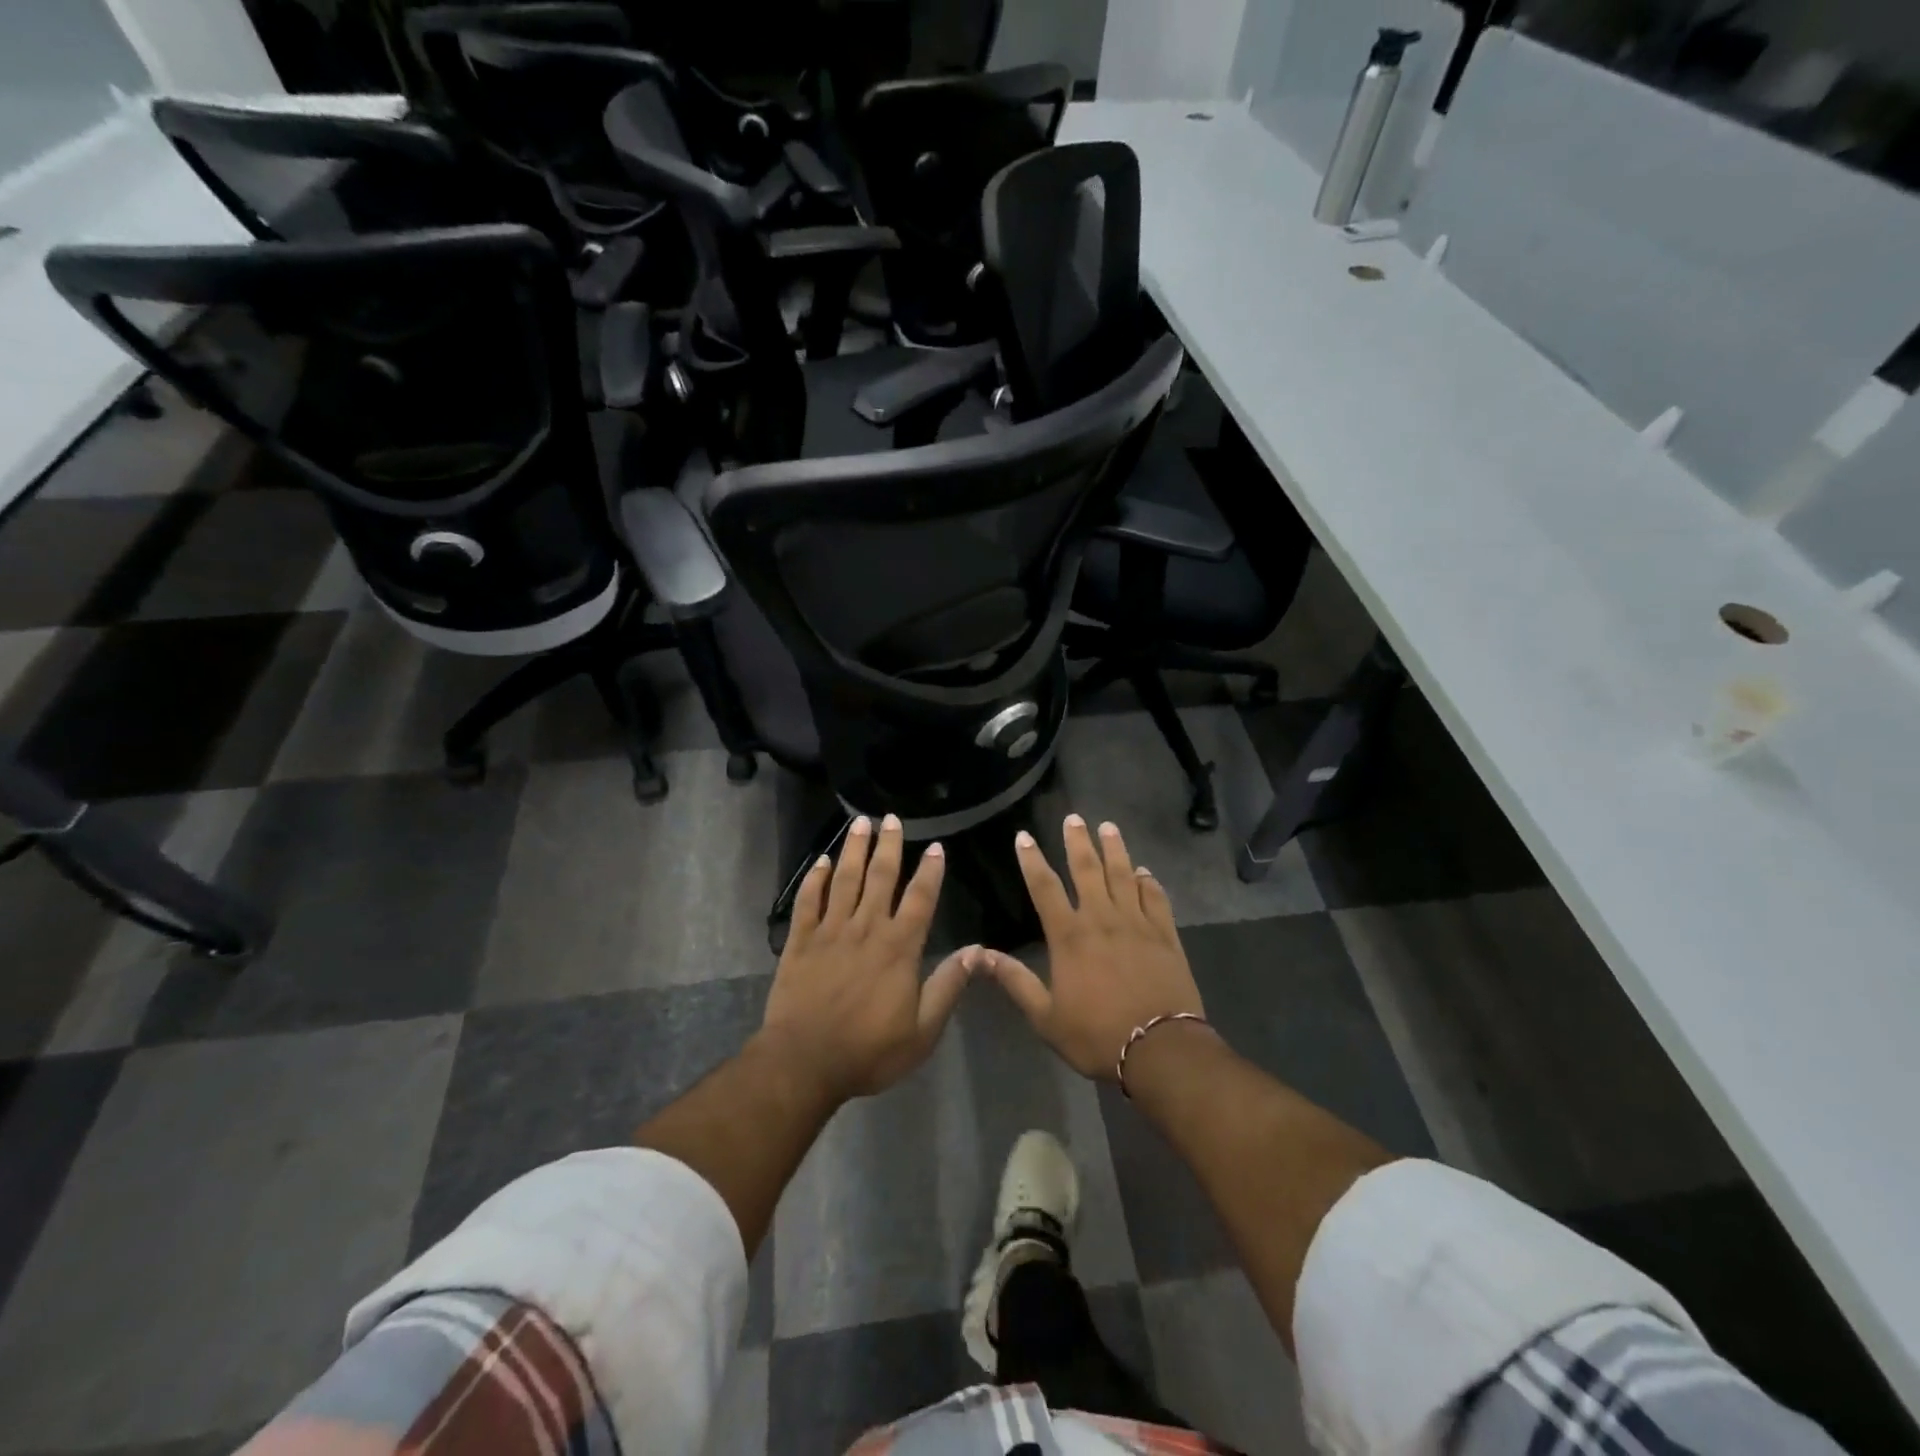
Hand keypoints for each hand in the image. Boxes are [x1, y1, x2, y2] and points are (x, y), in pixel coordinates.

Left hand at [758, 814, 973, 1101]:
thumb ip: (948, 986)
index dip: (930, 871)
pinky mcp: (800, 941)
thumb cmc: (869, 1050)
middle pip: (880, 878)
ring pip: (844, 880)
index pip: (920, 899)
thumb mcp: (922, 1030)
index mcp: (899, 947)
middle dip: (888, 846)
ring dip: (853, 850)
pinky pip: (807, 901)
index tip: (935, 846)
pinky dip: (814, 879)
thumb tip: (976, 951)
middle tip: (891, 818)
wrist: (805, 1062)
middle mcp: (866, 928)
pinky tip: (820, 861)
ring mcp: (830, 931)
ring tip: (859, 823)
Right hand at [977, 816, 1204, 1080]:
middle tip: (1074, 818)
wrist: (1160, 1049)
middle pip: (1088, 870)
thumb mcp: (1045, 1017)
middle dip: (1078, 842)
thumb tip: (981, 955)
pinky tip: (1144, 872)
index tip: (1024, 836)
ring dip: (1115, 850)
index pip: (1045, 888)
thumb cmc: (1097, 1035)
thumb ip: (1016, 981)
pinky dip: (1149, 883)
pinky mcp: (1165, 935)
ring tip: (1108, 827)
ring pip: (1124, 876)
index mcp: (1070, 936)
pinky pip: (1156, 899)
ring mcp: (1137, 924)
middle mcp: (1102, 919)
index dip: (1032, 860)